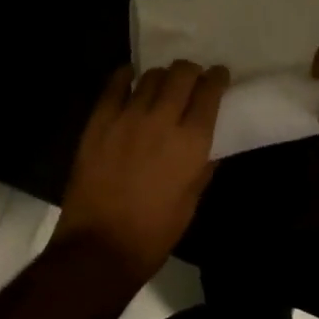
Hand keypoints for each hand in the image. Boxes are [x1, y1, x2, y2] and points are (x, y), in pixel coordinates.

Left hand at [54, 61, 227, 285]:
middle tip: (191, 80)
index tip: (218, 76)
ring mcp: (128, 117)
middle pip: (182, 73)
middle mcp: (162, 120)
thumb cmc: (154, 233)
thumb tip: (209, 145)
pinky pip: (115, 84)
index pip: (210, 92)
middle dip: (191, 71)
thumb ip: (203, 166)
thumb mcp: (191, 202)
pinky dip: (127, 77)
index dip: (217, 78)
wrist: (100, 247)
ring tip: (162, 86)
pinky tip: (130, 79)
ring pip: (152, 76)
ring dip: (162, 77)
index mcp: (191, 142)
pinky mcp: (100, 120)